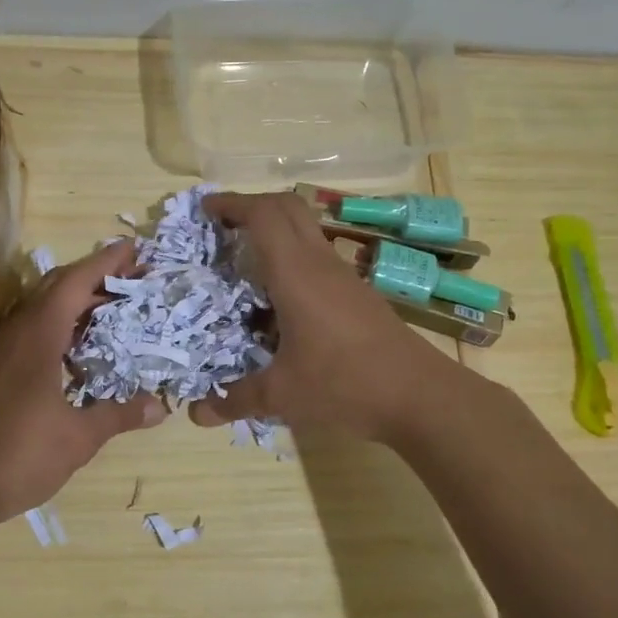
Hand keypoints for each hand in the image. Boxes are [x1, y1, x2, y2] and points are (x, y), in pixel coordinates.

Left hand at [0, 239, 165, 528]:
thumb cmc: (19, 454)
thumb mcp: (79, 436)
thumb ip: (118, 414)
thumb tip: (159, 407)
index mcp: (38, 336)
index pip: (74, 282)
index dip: (105, 262)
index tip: (135, 248)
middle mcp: (16, 334)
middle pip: (56, 289)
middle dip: (94, 279)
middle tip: (134, 280)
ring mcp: (1, 353)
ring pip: (42, 311)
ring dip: (77, 305)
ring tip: (115, 311)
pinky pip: (33, 334)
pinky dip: (61, 330)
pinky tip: (81, 354)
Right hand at [187, 190, 455, 442]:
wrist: (419, 396)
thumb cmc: (345, 384)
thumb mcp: (282, 395)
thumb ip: (236, 399)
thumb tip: (198, 414)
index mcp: (297, 274)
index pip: (263, 215)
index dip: (232, 203)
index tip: (204, 207)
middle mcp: (321, 264)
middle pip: (288, 208)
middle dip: (252, 205)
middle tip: (222, 224)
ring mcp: (344, 277)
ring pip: (306, 231)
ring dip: (275, 230)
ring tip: (244, 258)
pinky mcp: (358, 294)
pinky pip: (318, 257)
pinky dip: (291, 258)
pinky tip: (279, 298)